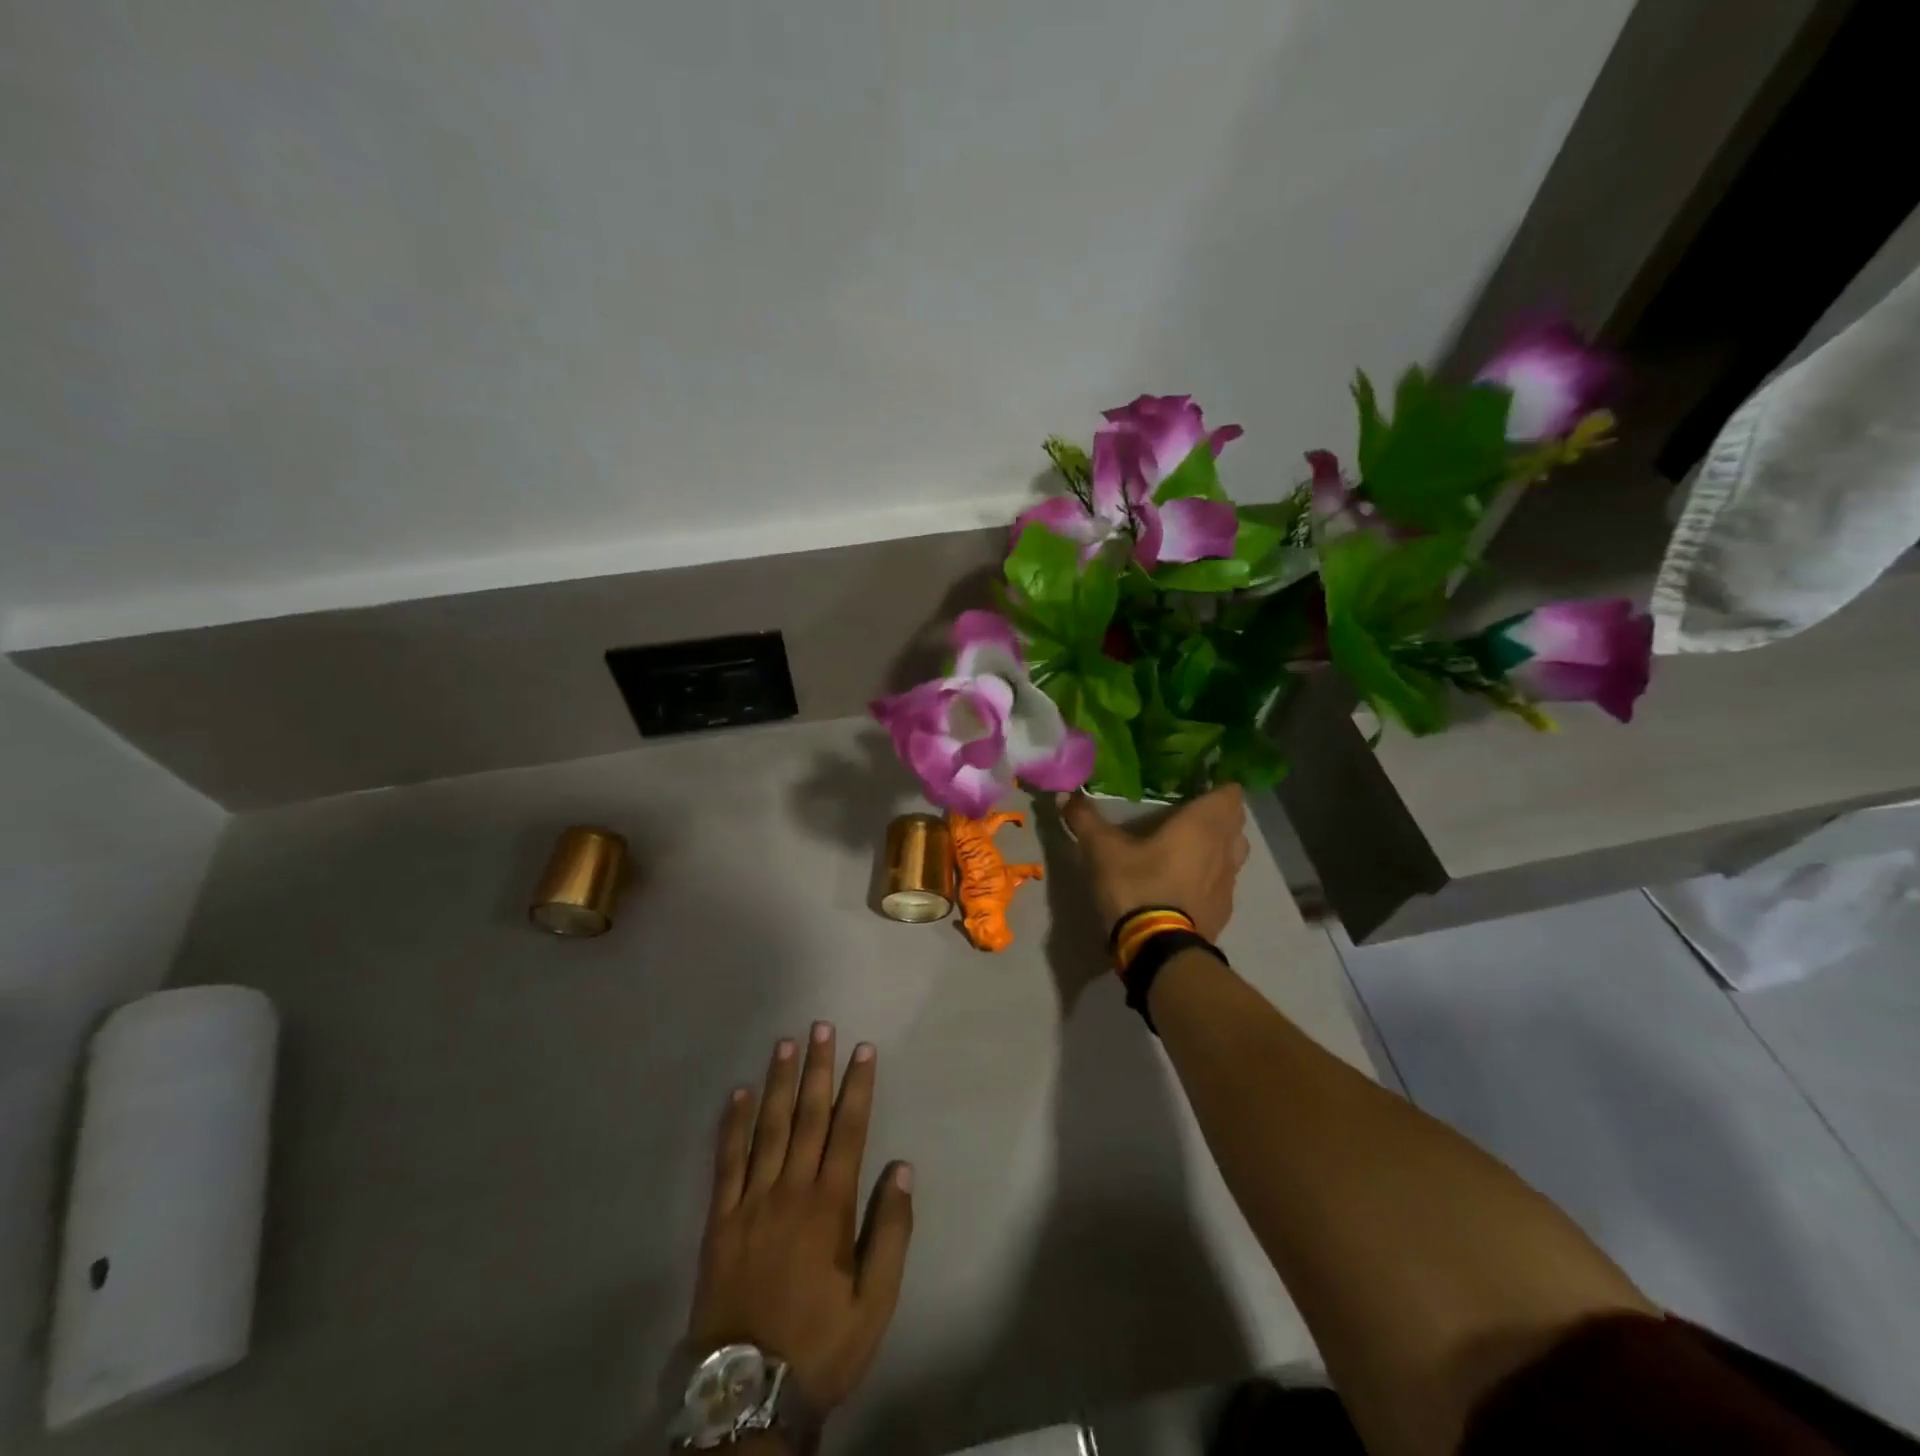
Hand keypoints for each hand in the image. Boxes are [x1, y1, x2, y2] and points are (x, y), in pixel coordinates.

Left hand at [688, 1024, 913, 1419]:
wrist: (749, 1394)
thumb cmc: (821, 1344)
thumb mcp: (875, 1301)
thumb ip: (891, 1231)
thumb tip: (903, 1168)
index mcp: (830, 1205)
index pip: (848, 1130)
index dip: (857, 1086)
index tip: (862, 1049)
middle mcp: (791, 1190)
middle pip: (807, 1116)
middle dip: (817, 1069)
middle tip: (820, 1027)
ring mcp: (752, 1201)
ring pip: (767, 1128)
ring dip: (777, 1083)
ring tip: (785, 1044)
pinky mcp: (721, 1219)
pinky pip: (726, 1162)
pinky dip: (732, 1125)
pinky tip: (737, 1094)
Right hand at [1060, 784, 1249, 939]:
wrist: (1158, 949)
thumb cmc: (1136, 886)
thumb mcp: (1102, 850)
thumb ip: (1085, 819)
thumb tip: (1064, 794)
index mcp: (1202, 824)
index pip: (1230, 793)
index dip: (1217, 785)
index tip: (1197, 783)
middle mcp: (1225, 848)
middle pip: (1235, 821)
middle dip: (1218, 813)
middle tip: (1188, 810)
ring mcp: (1229, 881)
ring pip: (1235, 851)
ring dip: (1220, 844)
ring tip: (1192, 844)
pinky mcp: (1224, 909)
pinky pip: (1224, 881)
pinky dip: (1213, 875)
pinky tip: (1189, 881)